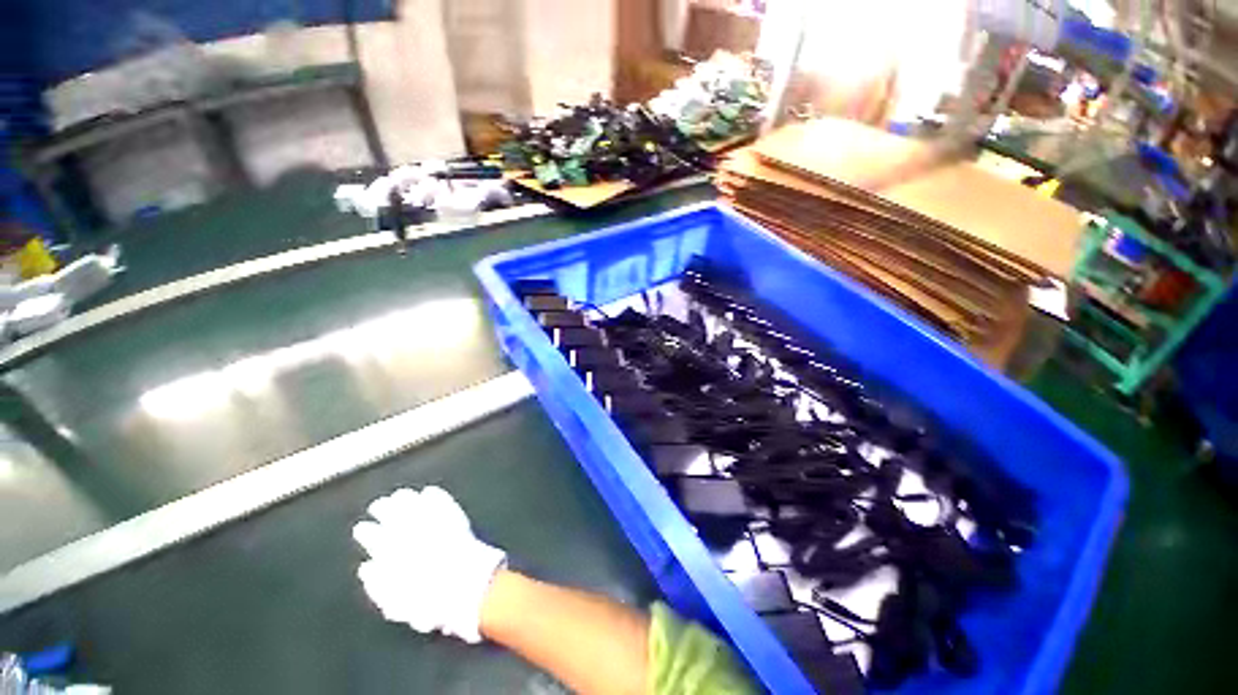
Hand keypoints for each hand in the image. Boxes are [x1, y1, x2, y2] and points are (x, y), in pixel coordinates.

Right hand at [353, 486, 506, 642]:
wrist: (465, 585)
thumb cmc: (429, 601)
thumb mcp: (395, 604)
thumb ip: (377, 586)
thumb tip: (367, 568)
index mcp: (390, 553)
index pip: (372, 536)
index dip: (365, 531)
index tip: (361, 527)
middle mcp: (408, 533)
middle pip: (392, 515)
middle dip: (382, 509)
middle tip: (378, 505)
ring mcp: (432, 521)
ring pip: (414, 503)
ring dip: (404, 498)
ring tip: (400, 495)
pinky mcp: (454, 515)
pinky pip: (440, 499)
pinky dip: (433, 495)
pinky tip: (428, 491)